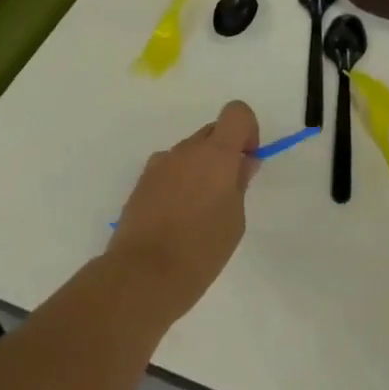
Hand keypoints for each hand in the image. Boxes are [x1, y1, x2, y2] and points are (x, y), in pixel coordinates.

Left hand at [109, 101, 259, 316]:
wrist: (141, 277)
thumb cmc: (200, 250)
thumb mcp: (234, 220)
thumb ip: (239, 183)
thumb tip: (242, 163)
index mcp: (216, 154)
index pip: (236, 112)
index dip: (247, 130)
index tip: (247, 161)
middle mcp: (186, 150)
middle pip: (212, 132)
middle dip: (224, 152)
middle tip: (227, 190)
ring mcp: (159, 165)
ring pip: (189, 152)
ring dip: (200, 167)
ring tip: (198, 210)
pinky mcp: (140, 184)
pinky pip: (169, 170)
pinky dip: (178, 182)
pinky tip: (176, 217)